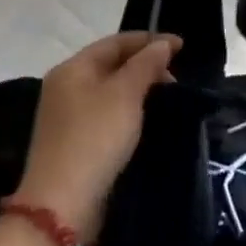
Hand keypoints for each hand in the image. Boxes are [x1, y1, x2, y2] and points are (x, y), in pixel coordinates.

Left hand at [14, 32, 179, 234]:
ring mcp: (68, 116)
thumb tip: (163, 44)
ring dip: (140, 89)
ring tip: (167, 99)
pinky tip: (147, 119)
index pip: (116, 42)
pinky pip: (108, 113)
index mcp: (72, 68)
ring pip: (112, 90)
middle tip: (175, 79)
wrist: (62, 204)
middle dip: (146, 66)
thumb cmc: (95, 138)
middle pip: (112, 64)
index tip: (182, 47)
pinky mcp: (75, 141)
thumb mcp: (125, 94)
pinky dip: (130, 110)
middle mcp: (66, 87)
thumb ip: (146, 64)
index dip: (150, 40)